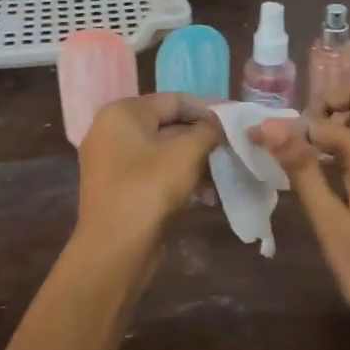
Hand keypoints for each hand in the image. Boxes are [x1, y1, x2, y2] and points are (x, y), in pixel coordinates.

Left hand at [74, 94, 222, 257]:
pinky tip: (208, 195)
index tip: (237, 118)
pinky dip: (181, 179)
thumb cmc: (149, 189)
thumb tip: (223, 122)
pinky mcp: (120, 189)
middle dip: (204, 138)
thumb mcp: (186, 153)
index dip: (209, 108)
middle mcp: (112, 131)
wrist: (115, 250)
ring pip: (164, 153)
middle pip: (169, 125)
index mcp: (122, 113)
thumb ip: (209, 130)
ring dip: (197, 162)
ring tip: (226, 173)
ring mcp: (113, 162)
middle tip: (236, 146)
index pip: (174, 100)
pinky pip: (156, 174)